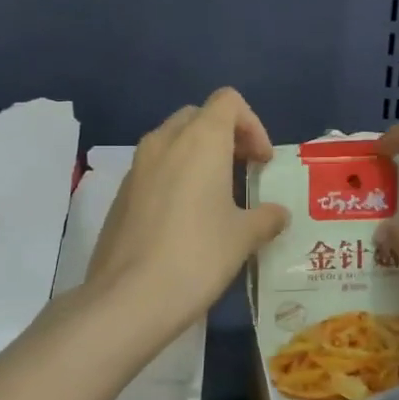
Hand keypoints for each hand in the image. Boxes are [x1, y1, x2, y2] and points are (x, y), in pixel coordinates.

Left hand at [85, 89, 290, 332]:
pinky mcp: (120, 194)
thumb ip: (266, 218)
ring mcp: (136, 167)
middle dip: (225, 137)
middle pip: (198, 116)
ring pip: (172, 142)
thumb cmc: (198, 256)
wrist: (129, 297)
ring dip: (197, 157)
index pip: (228, 101)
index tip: (262, 163)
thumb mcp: (243, 237)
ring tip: (216, 197)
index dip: (252, 125)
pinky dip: (174, 177)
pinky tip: (184, 220)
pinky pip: (153, 169)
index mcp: (200, 140)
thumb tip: (278, 215)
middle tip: (243, 172)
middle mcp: (164, 142)